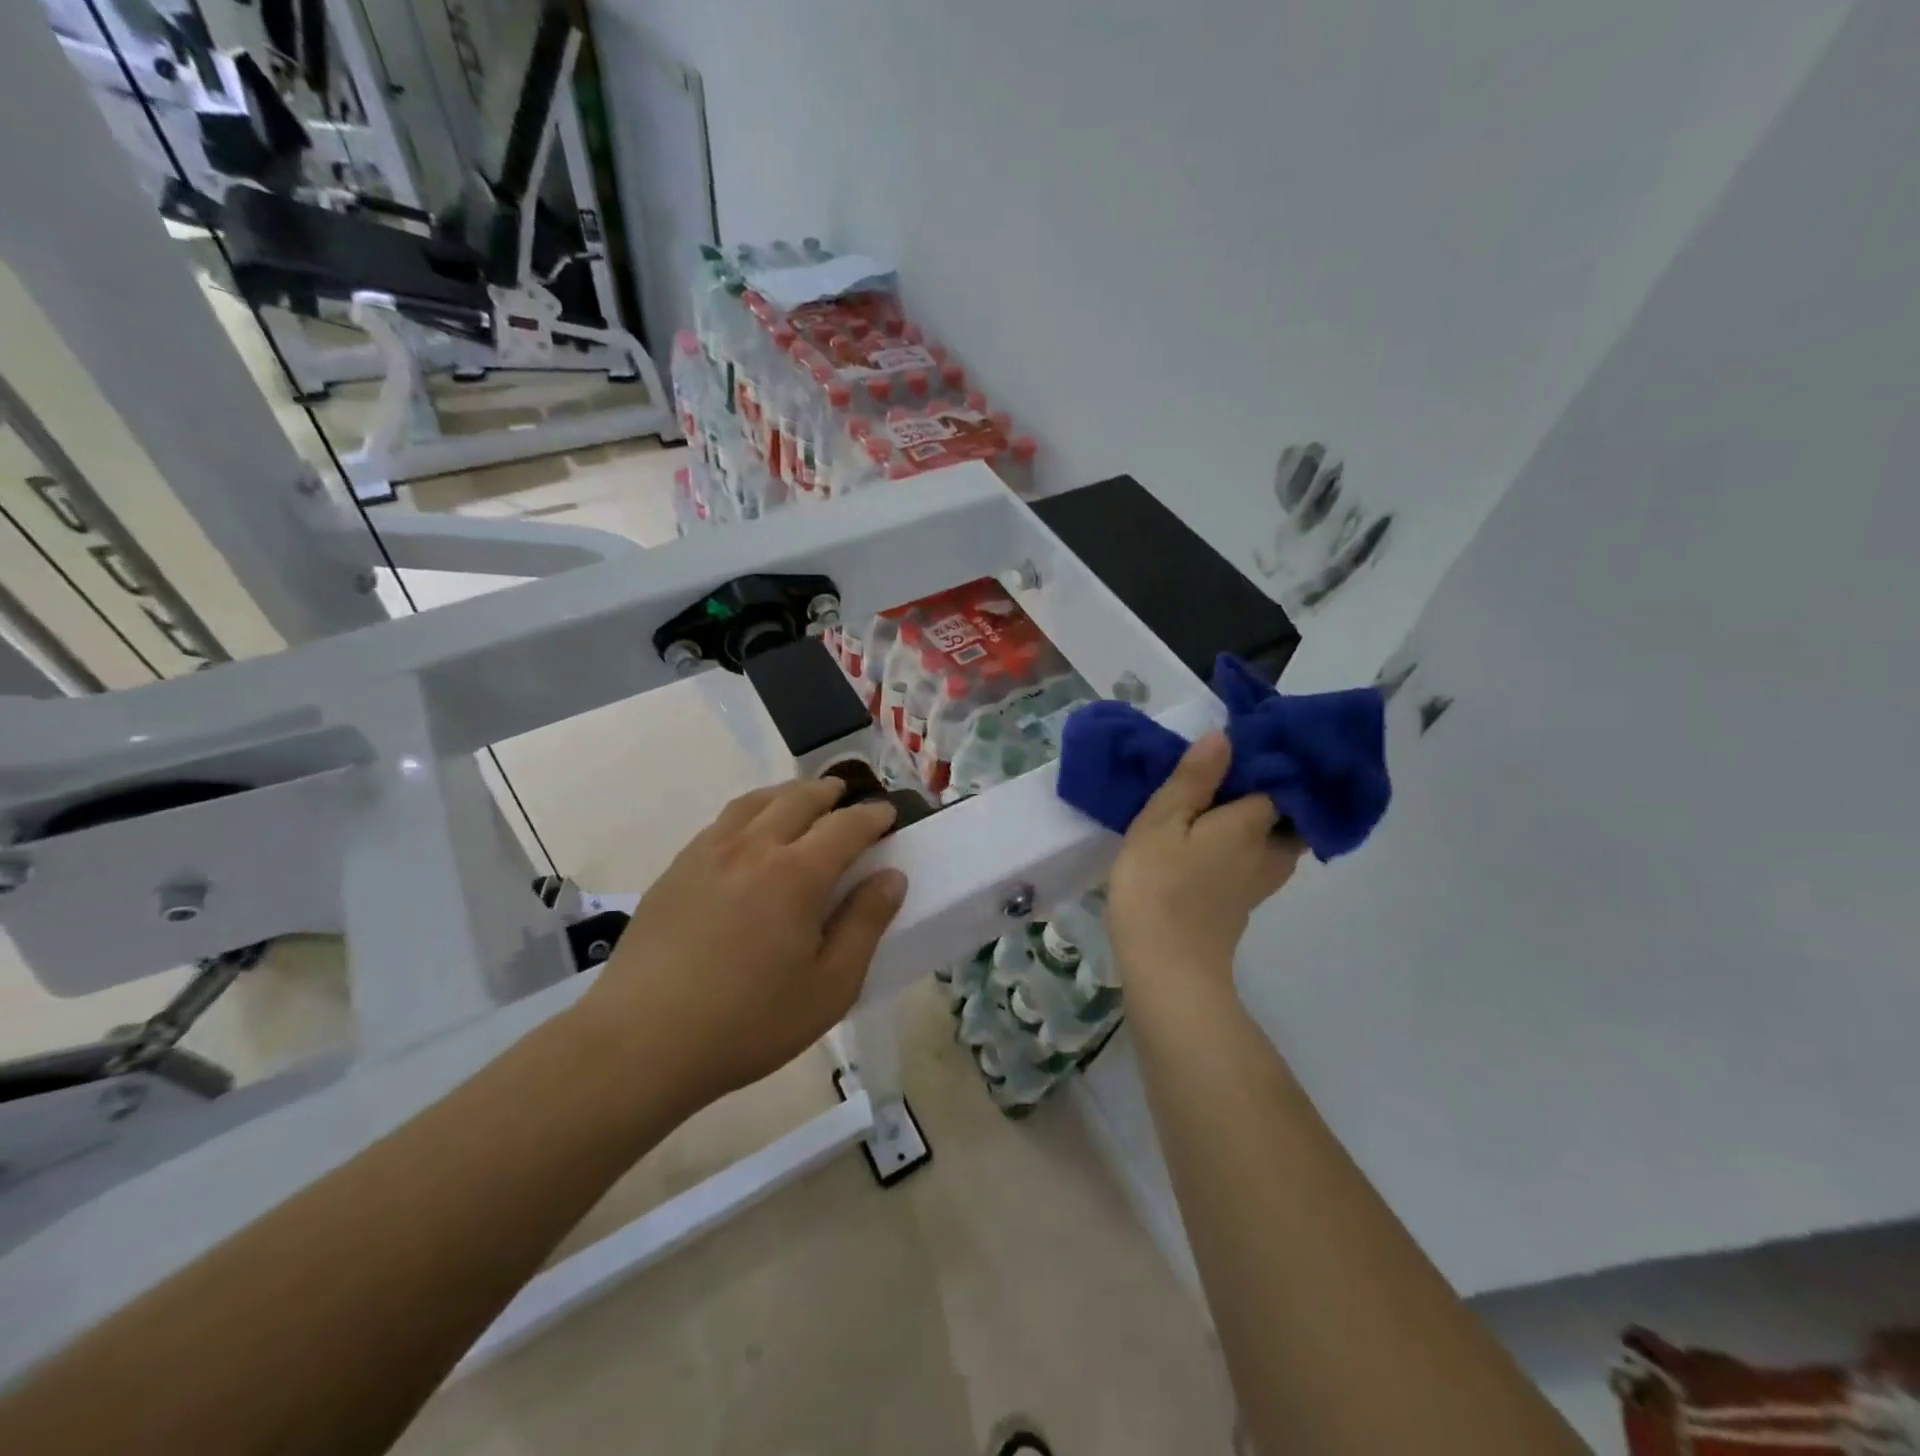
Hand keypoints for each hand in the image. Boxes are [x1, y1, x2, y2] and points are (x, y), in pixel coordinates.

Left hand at [578, 777, 906, 1110]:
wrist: (641, 1043)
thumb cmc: (749, 1023)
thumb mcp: (830, 987)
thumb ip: (865, 925)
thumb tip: (892, 877)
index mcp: (797, 874)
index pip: (846, 826)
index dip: (873, 816)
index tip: (888, 815)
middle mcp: (753, 847)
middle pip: (799, 799)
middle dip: (830, 793)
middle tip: (846, 795)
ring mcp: (708, 854)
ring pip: (755, 802)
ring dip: (787, 793)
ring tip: (801, 799)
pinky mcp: (676, 870)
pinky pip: (722, 822)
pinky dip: (750, 812)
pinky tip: (749, 833)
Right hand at [1108, 732, 1304, 984]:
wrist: (1166, 968)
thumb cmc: (1158, 886)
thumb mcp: (1161, 823)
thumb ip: (1193, 780)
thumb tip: (1226, 737)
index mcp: (1252, 823)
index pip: (1280, 780)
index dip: (1269, 758)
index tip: (1250, 740)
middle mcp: (1269, 851)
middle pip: (1290, 812)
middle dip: (1275, 789)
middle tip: (1239, 769)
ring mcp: (1260, 882)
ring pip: (1277, 838)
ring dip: (1261, 817)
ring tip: (1226, 797)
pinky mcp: (1244, 902)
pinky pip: (1259, 858)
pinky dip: (1248, 841)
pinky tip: (1217, 836)